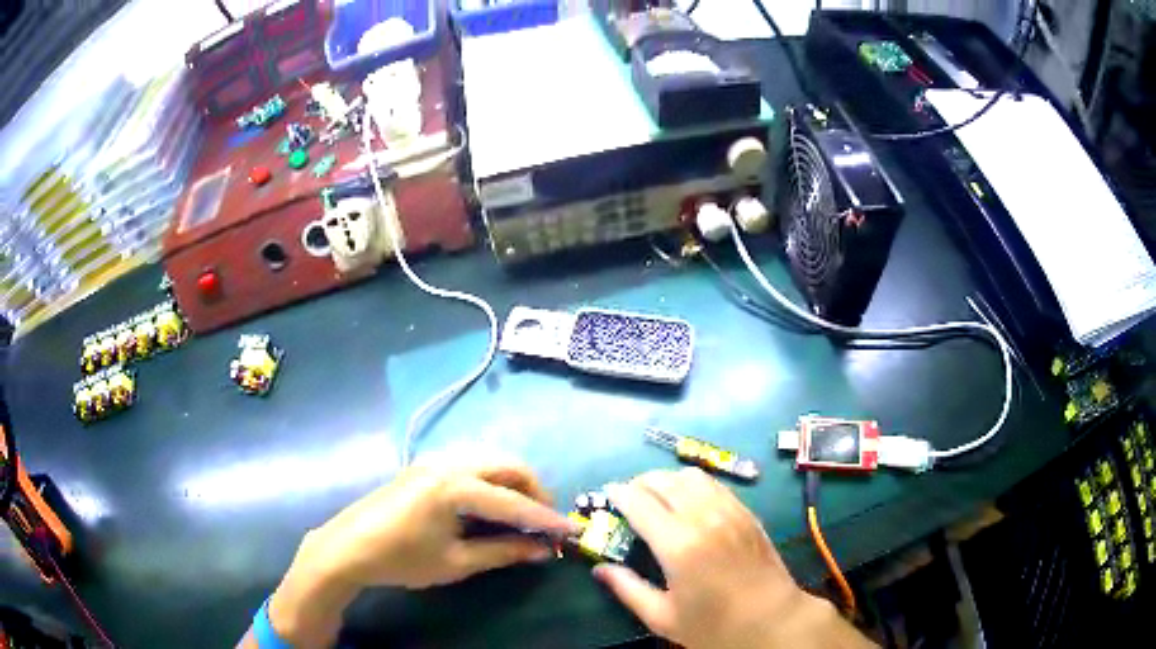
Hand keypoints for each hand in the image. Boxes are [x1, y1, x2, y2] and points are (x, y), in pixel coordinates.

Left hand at [262, 461, 577, 647]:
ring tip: (522, 514)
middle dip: (533, 490)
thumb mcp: (456, 562)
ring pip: (489, 460)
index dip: (545, 519)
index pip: (513, 501)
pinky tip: (491, 504)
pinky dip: (491, 480)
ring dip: (513, 482)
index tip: (571, 532)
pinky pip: (471, 463)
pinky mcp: (424, 466)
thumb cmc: (402, 559)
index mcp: (454, 485)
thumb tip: (542, 551)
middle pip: (506, 465)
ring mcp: (433, 460)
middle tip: (545, 521)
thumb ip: (503, 552)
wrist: (348, 548)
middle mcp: (448, 462)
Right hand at [594, 468, 872, 648]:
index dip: (620, 494)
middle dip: (641, 482)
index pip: (640, 502)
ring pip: (692, 476)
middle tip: (628, 496)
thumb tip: (599, 568)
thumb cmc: (714, 626)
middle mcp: (704, 518)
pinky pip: (716, 485)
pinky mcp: (747, 513)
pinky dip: (694, 483)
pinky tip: (689, 500)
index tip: (608, 494)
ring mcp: (730, 511)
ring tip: (657, 495)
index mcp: (679, 545)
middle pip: (665, 481)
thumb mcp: (663, 617)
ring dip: (668, 479)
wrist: (772, 621)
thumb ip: (628, 589)